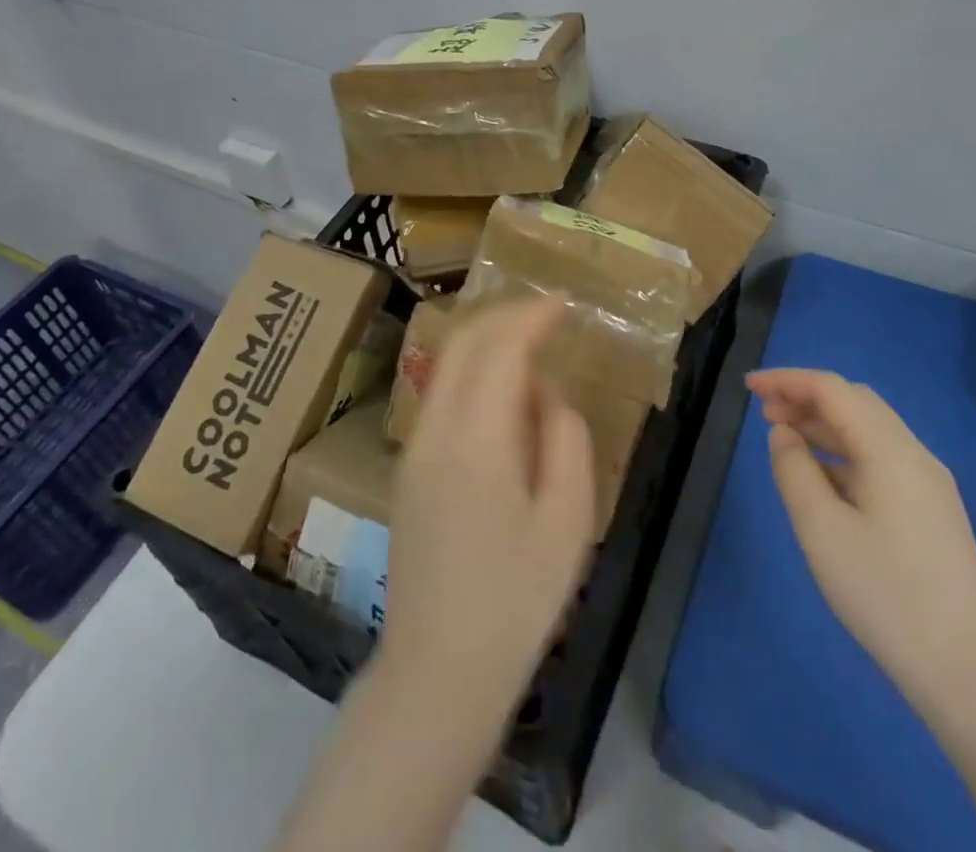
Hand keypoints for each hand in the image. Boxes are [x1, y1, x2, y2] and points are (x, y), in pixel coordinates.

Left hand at [380, 301, 596, 713]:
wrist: (437, 672)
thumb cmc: (516, 601)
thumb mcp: (567, 521)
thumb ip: (564, 438)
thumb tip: (547, 391)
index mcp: (475, 440)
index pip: (499, 348)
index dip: (532, 316)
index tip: (564, 302)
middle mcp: (433, 430)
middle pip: (462, 343)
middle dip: (505, 315)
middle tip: (548, 313)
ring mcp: (413, 448)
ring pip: (445, 365)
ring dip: (486, 340)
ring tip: (530, 341)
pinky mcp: (408, 468)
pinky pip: (440, 394)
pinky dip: (472, 370)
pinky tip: (502, 391)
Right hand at [748, 368, 975, 708]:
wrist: (969, 673)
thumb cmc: (885, 593)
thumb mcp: (820, 529)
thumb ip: (793, 469)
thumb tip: (784, 434)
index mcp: (889, 449)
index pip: (832, 389)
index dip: (787, 380)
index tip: (748, 386)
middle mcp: (914, 454)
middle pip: (855, 401)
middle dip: (806, 397)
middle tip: (763, 412)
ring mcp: (929, 484)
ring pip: (870, 430)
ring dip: (824, 423)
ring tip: (784, 438)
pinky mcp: (934, 512)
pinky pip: (882, 459)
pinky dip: (844, 451)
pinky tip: (822, 477)